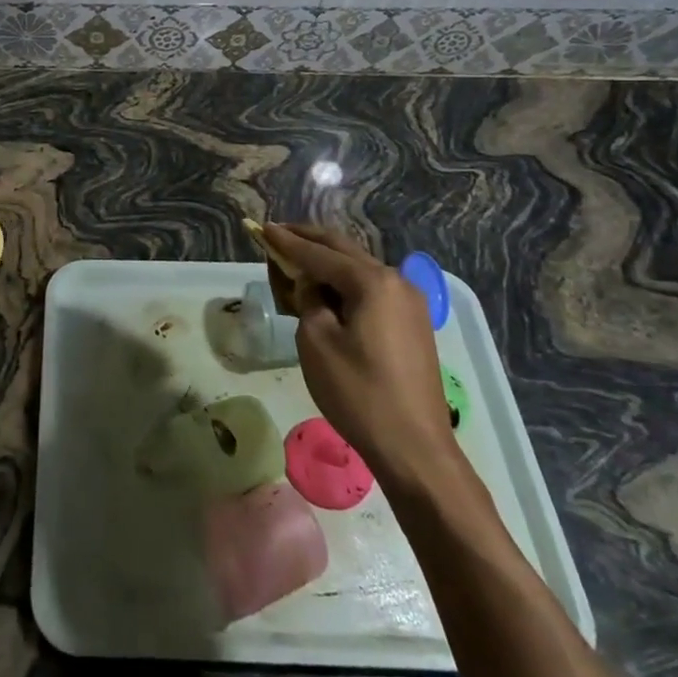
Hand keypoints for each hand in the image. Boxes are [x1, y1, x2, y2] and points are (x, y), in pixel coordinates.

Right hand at [264, 223, 456, 489]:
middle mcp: (396, 281)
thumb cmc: (358, 393)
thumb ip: (309, 300)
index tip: (263, 229)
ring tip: (297, 260)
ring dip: (328, 261)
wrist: (414, 448)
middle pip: (344, 251)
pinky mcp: (413, 323)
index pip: (319, 254)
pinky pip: (372, 289)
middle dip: (309, 241)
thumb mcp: (316, 341)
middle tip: (279, 234)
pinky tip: (327, 290)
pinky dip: (345, 282)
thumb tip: (312, 285)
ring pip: (359, 268)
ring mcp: (410, 302)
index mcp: (372, 281)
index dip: (288, 242)